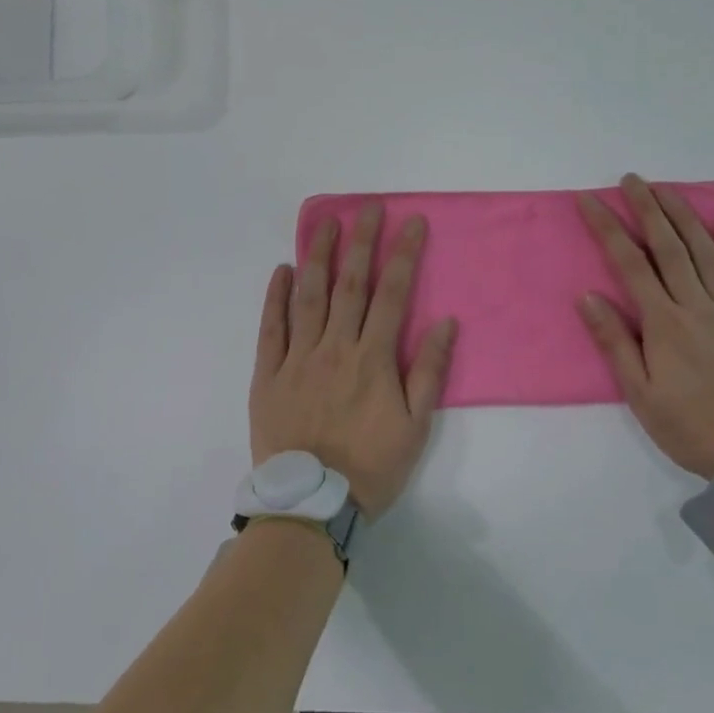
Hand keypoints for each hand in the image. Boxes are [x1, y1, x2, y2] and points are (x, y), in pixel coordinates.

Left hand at [250, 203, 457, 517]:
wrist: (311, 505)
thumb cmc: (370, 467)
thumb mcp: (415, 427)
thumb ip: (429, 372)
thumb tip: (445, 323)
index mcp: (373, 359)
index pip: (393, 294)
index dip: (403, 254)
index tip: (411, 222)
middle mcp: (335, 347)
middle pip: (350, 284)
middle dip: (361, 241)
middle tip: (367, 207)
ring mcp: (298, 358)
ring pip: (309, 296)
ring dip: (317, 255)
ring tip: (323, 222)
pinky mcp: (268, 374)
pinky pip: (271, 328)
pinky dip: (276, 297)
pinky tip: (282, 270)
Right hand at [576, 175, 713, 478]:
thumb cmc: (692, 428)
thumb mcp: (640, 395)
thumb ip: (615, 342)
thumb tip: (587, 296)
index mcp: (664, 323)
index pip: (629, 263)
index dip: (607, 227)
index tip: (590, 200)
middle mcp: (698, 305)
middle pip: (669, 246)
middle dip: (647, 208)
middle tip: (631, 179)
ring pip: (707, 252)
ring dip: (685, 217)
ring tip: (668, 190)